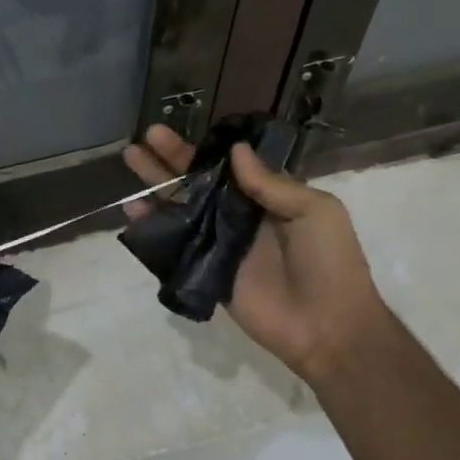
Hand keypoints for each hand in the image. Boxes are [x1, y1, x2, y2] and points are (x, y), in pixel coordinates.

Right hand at [123, 125, 385, 380]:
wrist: (327, 326)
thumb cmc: (328, 262)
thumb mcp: (314, 211)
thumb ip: (271, 183)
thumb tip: (235, 150)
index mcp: (266, 198)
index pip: (225, 166)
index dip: (198, 150)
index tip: (174, 134)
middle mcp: (238, 217)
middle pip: (196, 184)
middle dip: (168, 162)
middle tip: (140, 141)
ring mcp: (219, 245)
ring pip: (180, 210)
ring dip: (155, 189)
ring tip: (130, 166)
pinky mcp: (206, 273)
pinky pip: (175, 247)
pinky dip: (153, 230)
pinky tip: (133, 212)